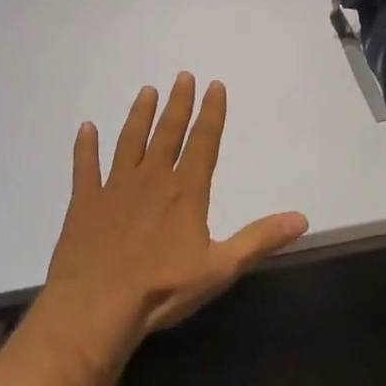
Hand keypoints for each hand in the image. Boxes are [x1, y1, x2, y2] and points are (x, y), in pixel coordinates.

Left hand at [40, 73, 309, 355]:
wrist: (94, 309)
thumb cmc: (161, 289)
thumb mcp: (220, 268)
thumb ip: (259, 240)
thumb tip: (302, 218)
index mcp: (185, 191)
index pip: (203, 142)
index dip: (211, 113)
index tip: (214, 85)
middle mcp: (151, 179)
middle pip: (167, 133)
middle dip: (178, 104)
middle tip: (182, 76)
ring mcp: (114, 188)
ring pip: (129, 141)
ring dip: (139, 116)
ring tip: (146, 91)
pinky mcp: (84, 203)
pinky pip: (85, 167)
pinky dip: (85, 147)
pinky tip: (85, 128)